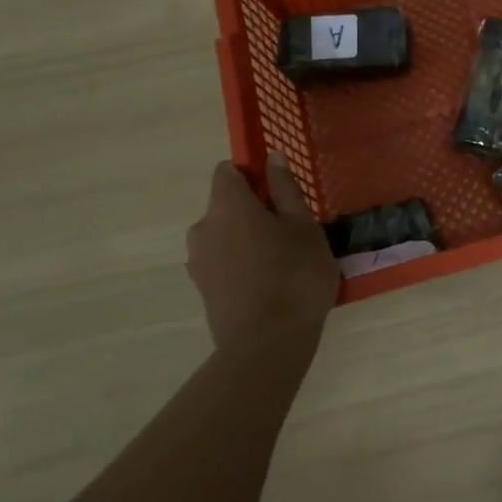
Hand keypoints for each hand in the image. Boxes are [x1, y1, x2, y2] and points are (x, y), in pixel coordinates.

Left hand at [186, 153, 338, 354]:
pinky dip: (242, 264)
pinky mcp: (202, 289)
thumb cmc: (294, 275)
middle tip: (292, 233)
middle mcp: (203, 227)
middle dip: (254, 211)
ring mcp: (198, 261)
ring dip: (248, 239)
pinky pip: (223, 262)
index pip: (228, 171)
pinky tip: (269, 285)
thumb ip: (285, 189)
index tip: (280, 194)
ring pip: (225, 235)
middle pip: (226, 205)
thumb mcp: (303, 226)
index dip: (253, 175)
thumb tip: (272, 157)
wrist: (266, 344)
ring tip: (283, 263)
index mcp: (226, 205)